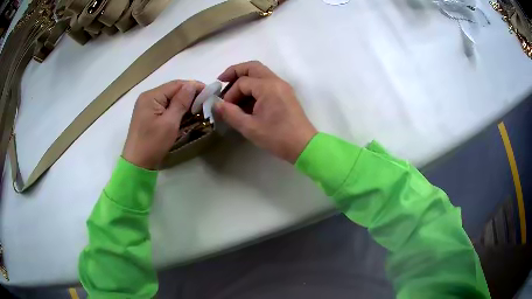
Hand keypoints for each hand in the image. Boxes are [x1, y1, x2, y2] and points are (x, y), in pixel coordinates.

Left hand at [123, 80, 204, 169]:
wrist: (137, 163)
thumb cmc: (153, 143)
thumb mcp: (170, 123)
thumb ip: (181, 102)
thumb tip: (192, 85)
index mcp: (151, 96)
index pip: (176, 84)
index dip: (194, 86)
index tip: (209, 92)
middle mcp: (148, 97)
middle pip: (173, 90)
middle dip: (189, 95)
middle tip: (206, 102)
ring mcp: (147, 106)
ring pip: (170, 98)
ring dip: (184, 102)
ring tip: (198, 108)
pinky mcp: (148, 115)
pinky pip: (165, 106)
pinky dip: (176, 109)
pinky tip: (185, 114)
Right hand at [215, 61, 316, 163]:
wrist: (303, 146)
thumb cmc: (277, 137)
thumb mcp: (250, 127)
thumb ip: (230, 114)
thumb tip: (216, 104)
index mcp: (268, 87)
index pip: (242, 82)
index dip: (230, 94)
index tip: (225, 107)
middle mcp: (276, 81)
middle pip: (252, 67)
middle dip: (235, 72)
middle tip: (221, 81)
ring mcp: (282, 86)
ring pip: (260, 73)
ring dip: (245, 79)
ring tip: (232, 94)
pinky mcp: (285, 93)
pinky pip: (266, 83)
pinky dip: (254, 86)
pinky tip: (246, 100)